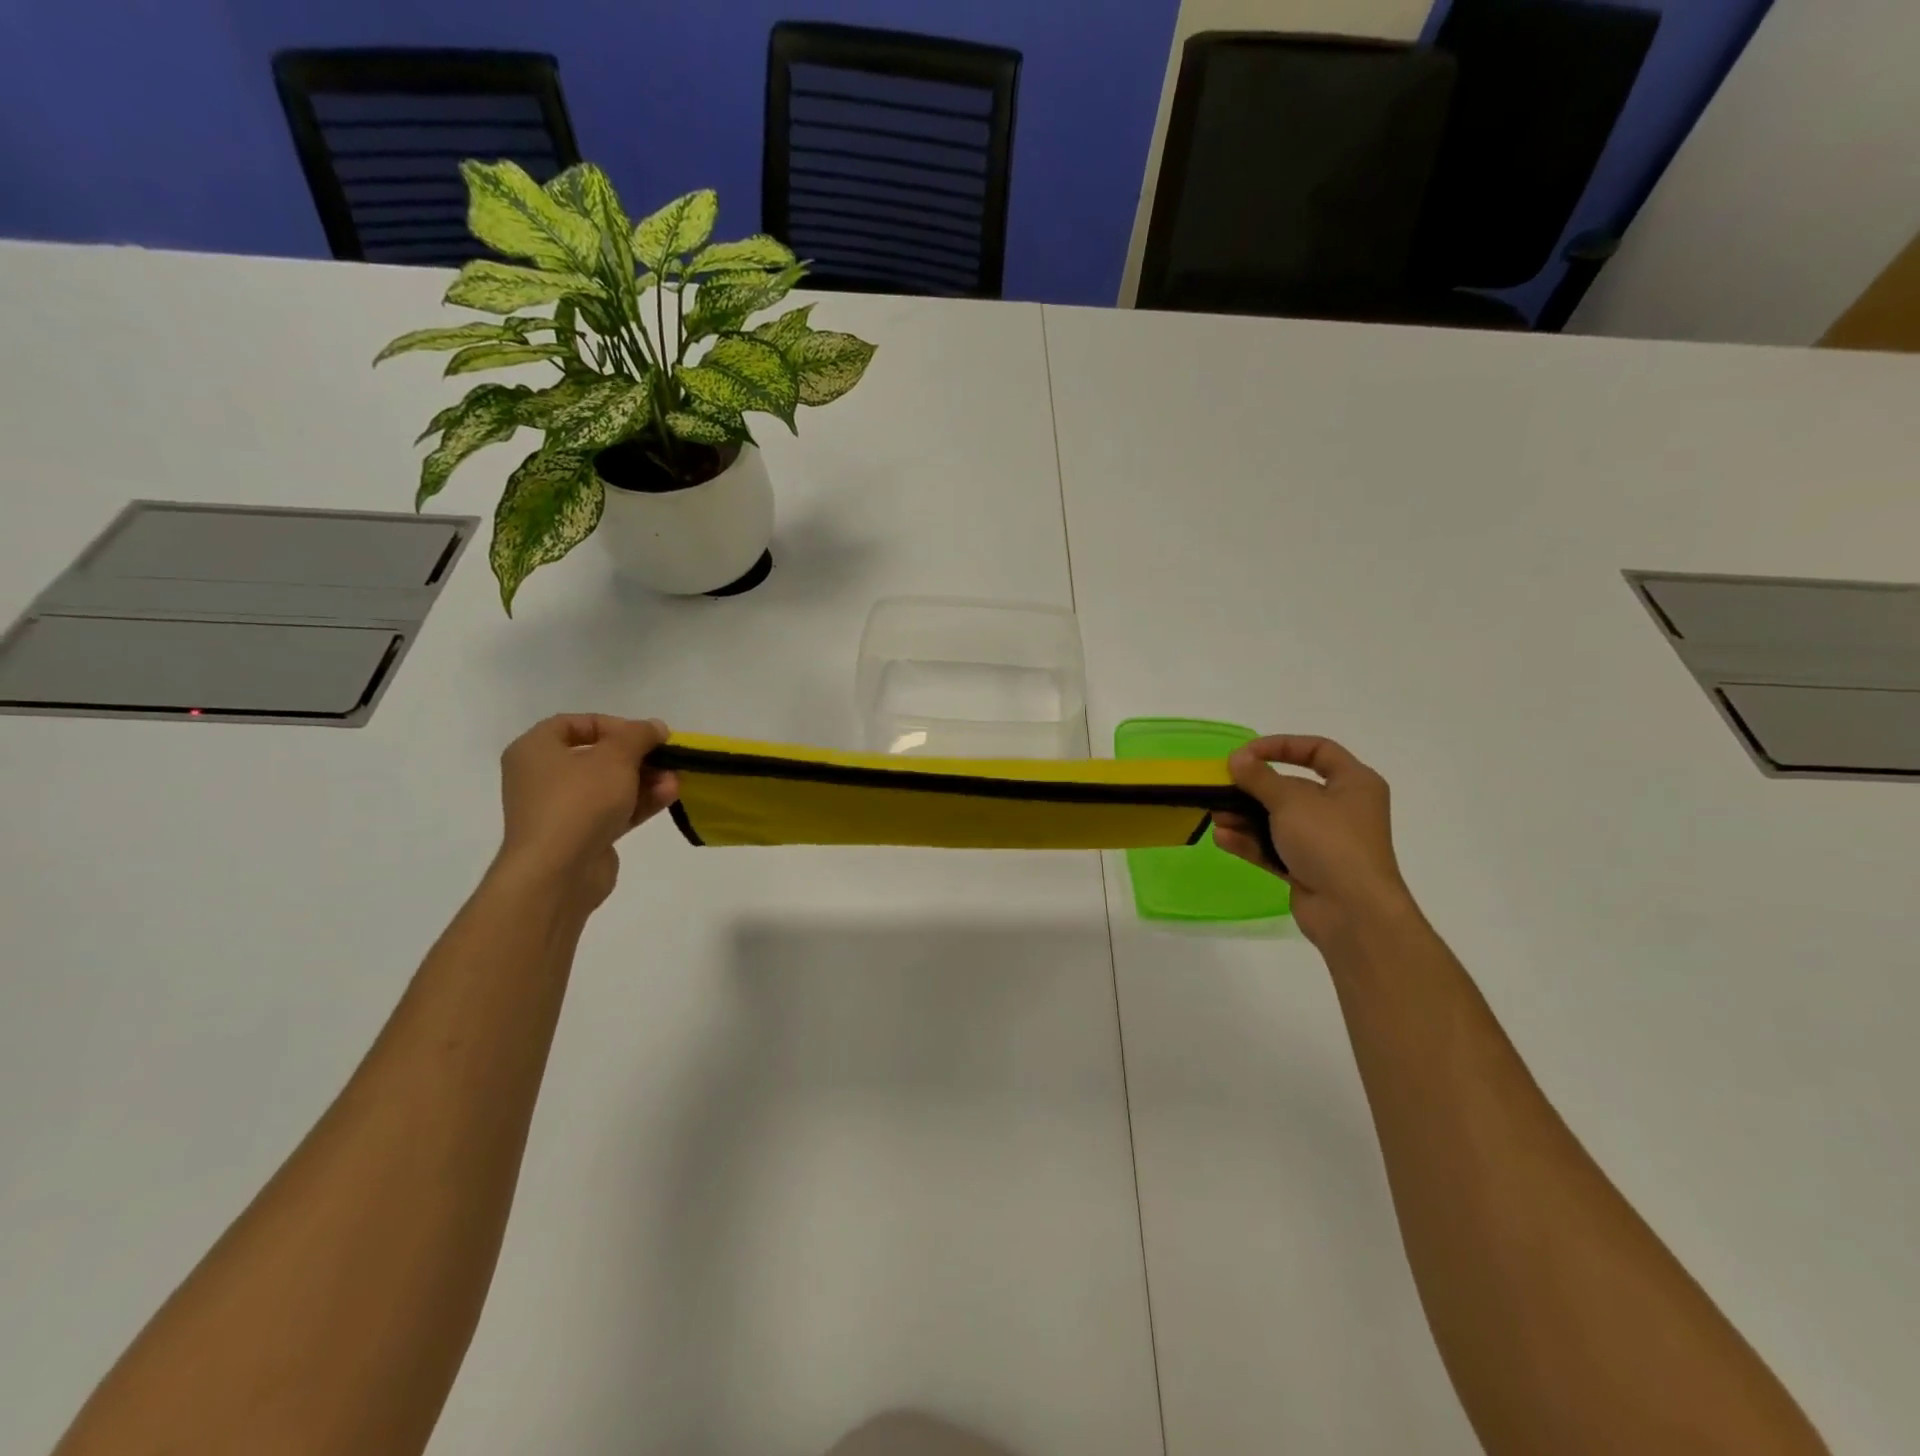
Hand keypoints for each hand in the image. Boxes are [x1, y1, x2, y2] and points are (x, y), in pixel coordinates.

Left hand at [494, 715, 679, 910]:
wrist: (558, 872)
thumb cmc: (579, 800)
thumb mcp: (615, 756)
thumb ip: (639, 735)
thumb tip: (655, 727)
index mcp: (535, 750)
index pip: (575, 724)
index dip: (613, 725)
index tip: (643, 735)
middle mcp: (542, 777)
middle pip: (597, 756)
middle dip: (638, 757)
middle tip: (666, 757)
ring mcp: (561, 809)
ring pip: (609, 786)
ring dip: (645, 780)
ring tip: (676, 780)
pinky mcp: (580, 836)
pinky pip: (613, 811)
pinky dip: (639, 802)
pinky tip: (669, 796)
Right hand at [1212, 735, 1417, 948]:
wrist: (1352, 912)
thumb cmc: (1330, 842)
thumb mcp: (1291, 801)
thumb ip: (1259, 778)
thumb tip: (1236, 758)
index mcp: (1354, 783)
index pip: (1318, 750)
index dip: (1281, 746)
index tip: (1246, 753)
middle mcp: (1341, 808)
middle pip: (1291, 787)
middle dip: (1253, 788)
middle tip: (1222, 787)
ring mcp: (1324, 841)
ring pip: (1278, 820)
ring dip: (1245, 817)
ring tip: (1217, 816)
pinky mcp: (1307, 868)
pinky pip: (1274, 847)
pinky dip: (1250, 842)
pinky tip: (1223, 839)